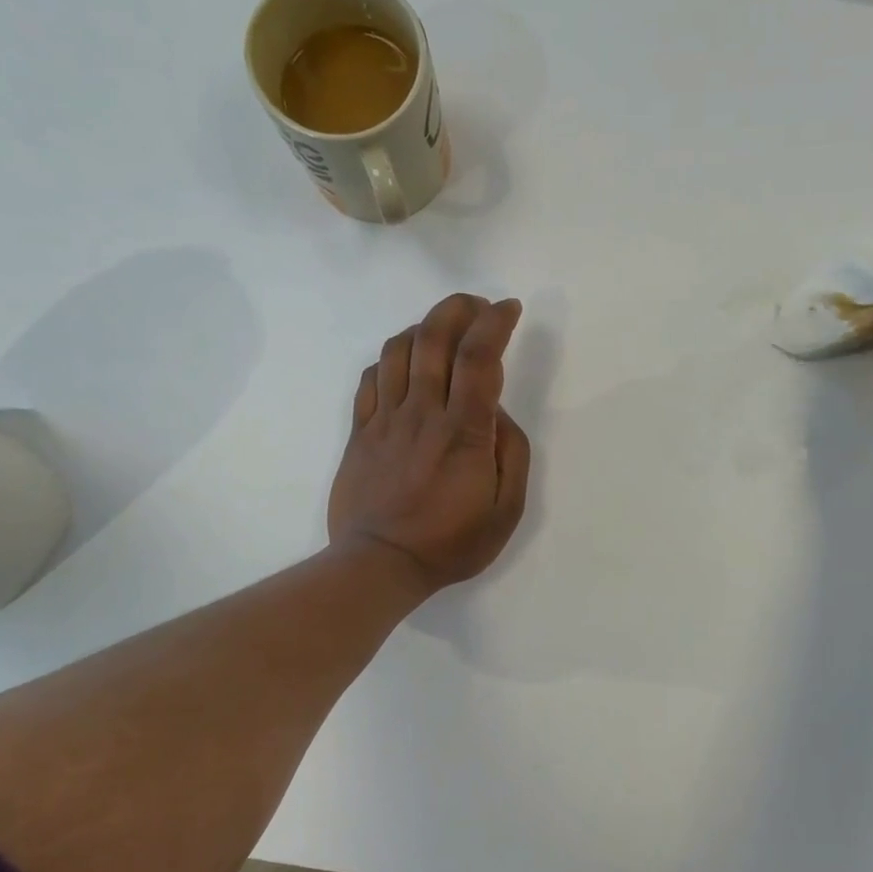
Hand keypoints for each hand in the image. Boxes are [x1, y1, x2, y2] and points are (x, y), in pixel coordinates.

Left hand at [328, 293, 531, 599]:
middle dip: (458, 308)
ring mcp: (386, 419)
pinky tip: (405, 365)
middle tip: (477, 307)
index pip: (479, 357)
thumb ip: (512, 454)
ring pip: (398, 349)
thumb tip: (497, 414)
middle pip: (434, 337)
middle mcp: (423, 413)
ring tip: (443, 332)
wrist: (380, 564)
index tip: (509, 309)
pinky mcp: (360, 431)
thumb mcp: (507, 509)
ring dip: (424, 326)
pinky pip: (371, 378)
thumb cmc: (451, 542)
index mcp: (463, 432)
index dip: (495, 322)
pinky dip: (390, 358)